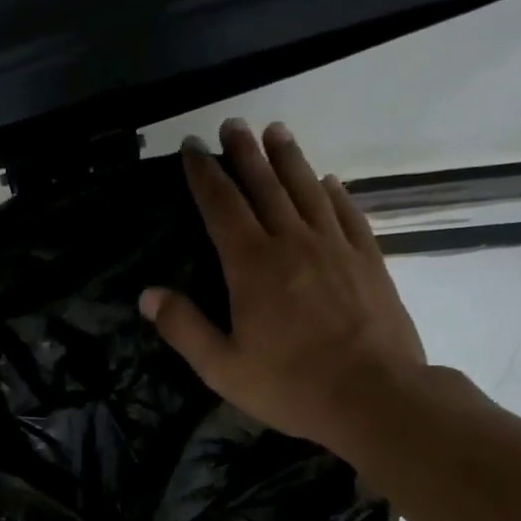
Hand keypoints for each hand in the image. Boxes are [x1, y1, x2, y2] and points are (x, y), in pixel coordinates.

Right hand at [141, 119, 426, 455]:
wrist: (373, 395)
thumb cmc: (290, 386)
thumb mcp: (223, 368)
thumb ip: (184, 328)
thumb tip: (148, 294)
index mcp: (252, 266)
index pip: (221, 206)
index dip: (204, 174)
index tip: (192, 148)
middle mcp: (293, 242)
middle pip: (265, 186)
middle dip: (245, 153)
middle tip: (233, 125)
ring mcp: (335, 247)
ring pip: (307, 189)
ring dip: (288, 158)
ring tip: (275, 132)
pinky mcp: (368, 260)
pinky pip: (347, 214)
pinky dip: (332, 193)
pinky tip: (327, 182)